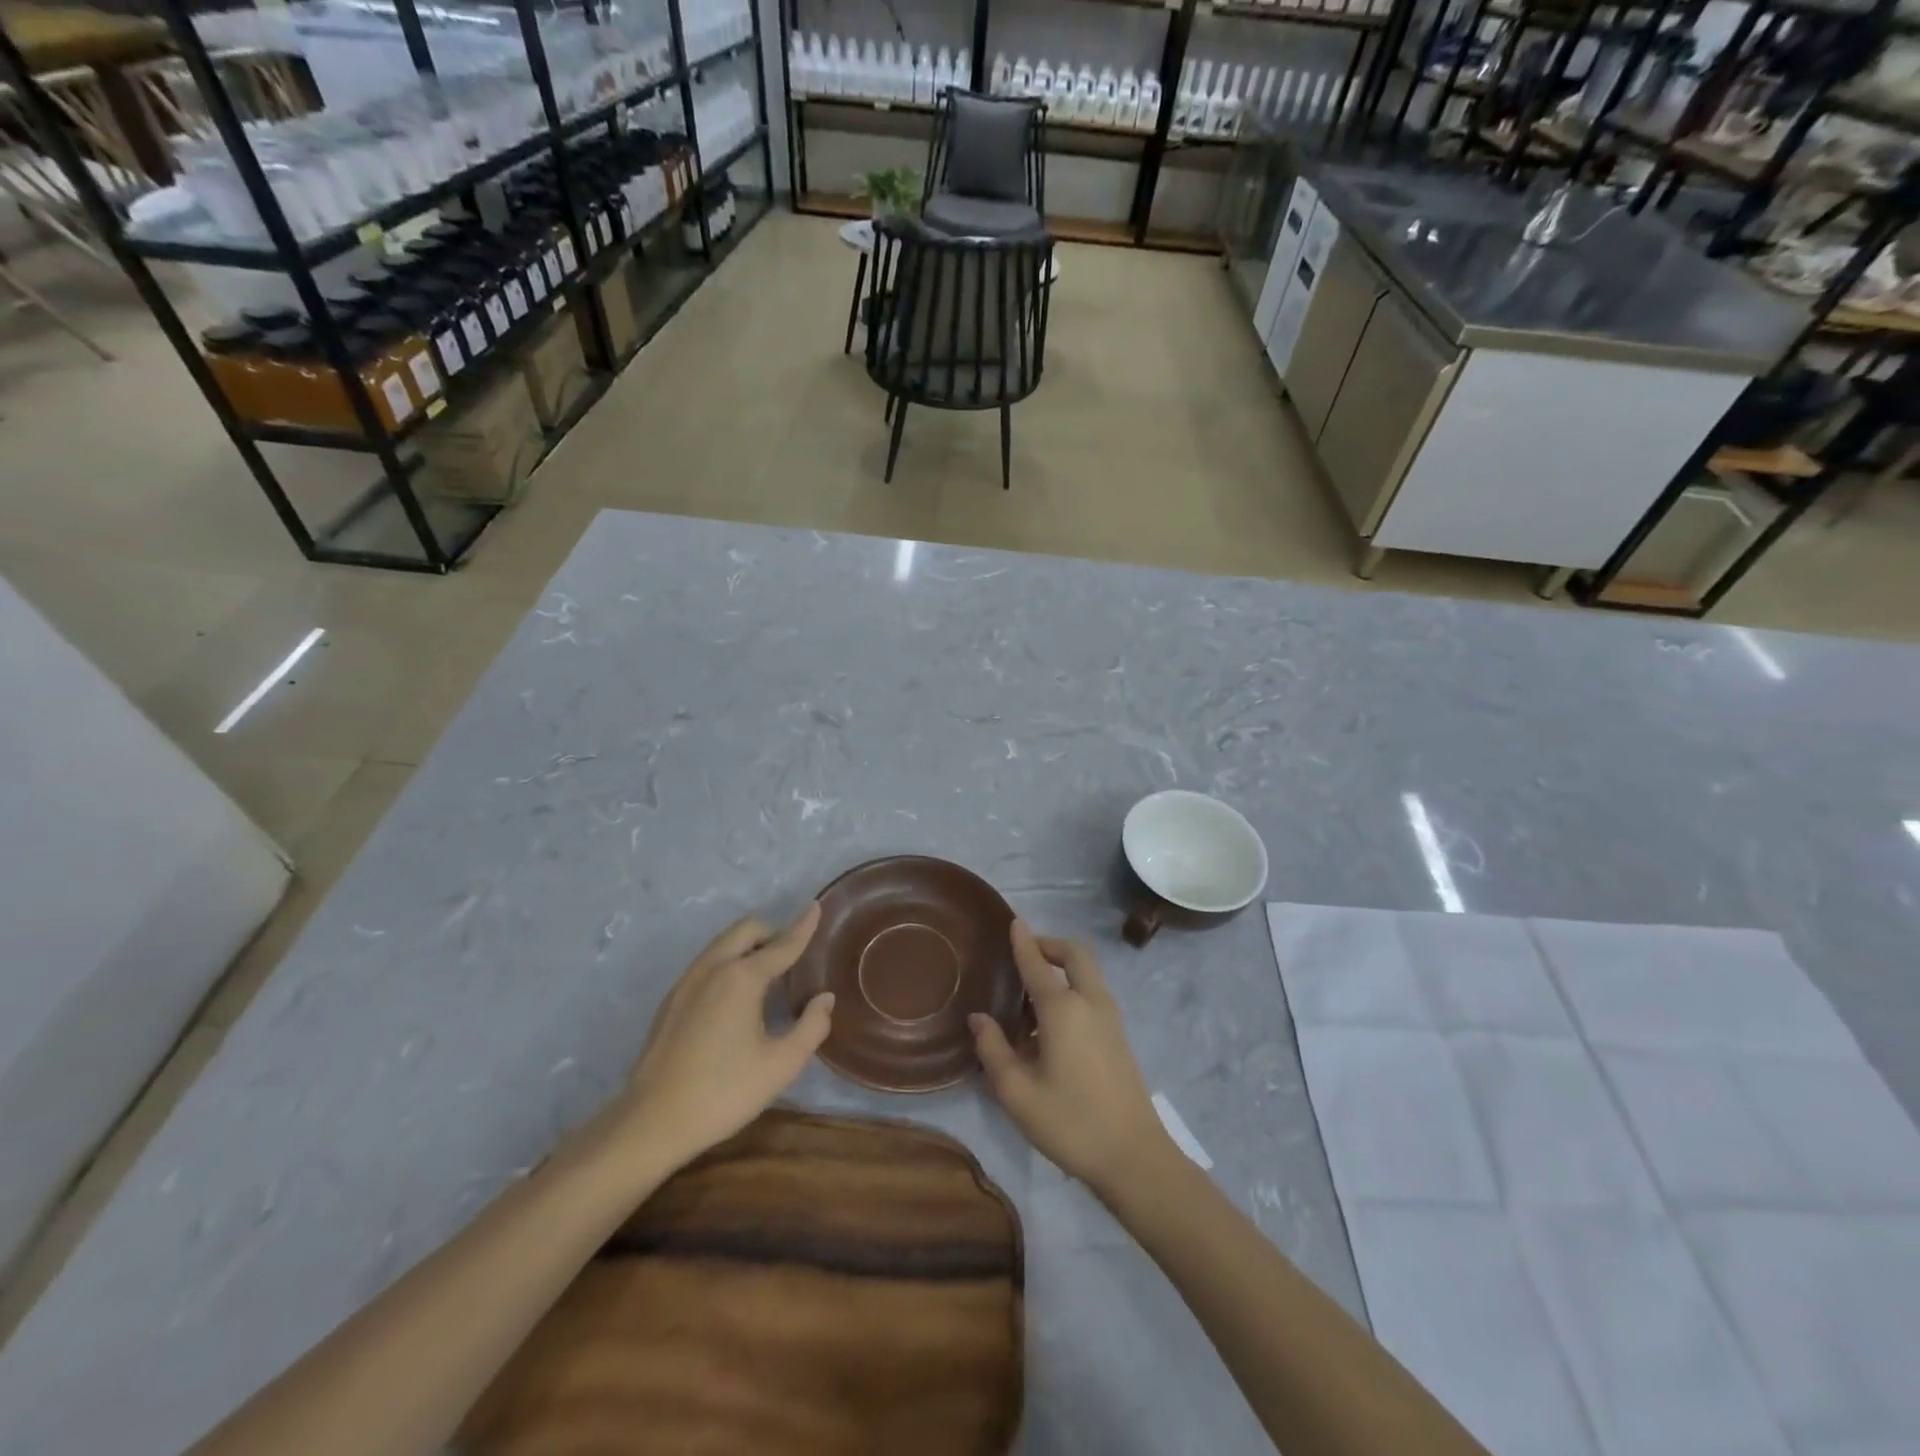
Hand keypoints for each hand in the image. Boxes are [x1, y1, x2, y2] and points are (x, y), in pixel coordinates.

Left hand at [611, 905, 831, 1176]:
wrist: (651, 1122)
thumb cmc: (723, 1092)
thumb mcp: (781, 1065)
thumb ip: (811, 1026)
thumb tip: (824, 999)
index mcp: (742, 977)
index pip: (782, 944)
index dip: (803, 926)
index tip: (816, 906)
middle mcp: (713, 968)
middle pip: (747, 930)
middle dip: (773, 932)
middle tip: (792, 957)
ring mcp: (687, 981)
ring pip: (723, 943)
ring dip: (749, 946)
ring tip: (768, 978)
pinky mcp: (671, 1000)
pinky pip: (708, 963)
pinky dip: (729, 962)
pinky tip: (737, 999)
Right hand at [970, 921, 1169, 1195]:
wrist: (1133, 1157)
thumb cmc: (1069, 1122)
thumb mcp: (1017, 1092)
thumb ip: (993, 1049)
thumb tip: (979, 1018)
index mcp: (1063, 1009)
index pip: (1037, 963)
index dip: (1023, 941)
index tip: (1013, 921)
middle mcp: (1090, 1002)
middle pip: (1075, 954)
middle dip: (1050, 944)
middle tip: (1026, 952)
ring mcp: (1110, 1018)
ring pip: (1087, 973)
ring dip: (1062, 968)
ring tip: (1031, 994)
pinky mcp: (1119, 1036)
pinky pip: (1093, 994)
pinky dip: (1073, 988)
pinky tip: (1051, 1025)